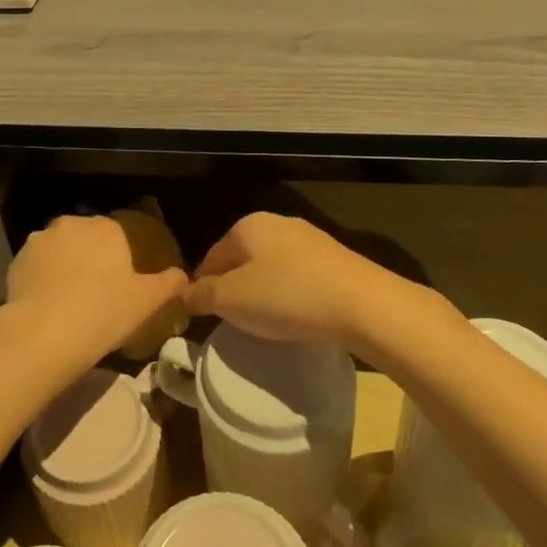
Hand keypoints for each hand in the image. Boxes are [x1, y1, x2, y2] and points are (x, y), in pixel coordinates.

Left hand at [0, 215, 189, 376]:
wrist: (42, 335)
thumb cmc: (103, 312)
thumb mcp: (147, 301)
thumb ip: (169, 283)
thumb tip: (183, 276)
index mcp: (106, 227)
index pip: (120, 234)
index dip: (122, 259)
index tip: (123, 284)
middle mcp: (72, 224)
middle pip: (87, 239)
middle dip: (92, 259)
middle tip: (99, 294)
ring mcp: (40, 241)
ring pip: (60, 251)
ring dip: (66, 267)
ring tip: (70, 302)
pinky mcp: (16, 262)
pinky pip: (37, 268)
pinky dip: (43, 281)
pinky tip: (49, 307)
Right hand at [183, 212, 434, 354]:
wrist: (362, 303)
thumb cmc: (286, 296)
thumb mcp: (231, 300)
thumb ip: (202, 295)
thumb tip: (184, 294)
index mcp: (247, 226)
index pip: (212, 256)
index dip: (202, 286)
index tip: (201, 316)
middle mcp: (277, 223)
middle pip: (242, 259)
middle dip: (233, 287)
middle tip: (231, 321)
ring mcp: (310, 239)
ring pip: (272, 267)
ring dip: (263, 291)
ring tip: (263, 323)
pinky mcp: (335, 259)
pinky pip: (299, 277)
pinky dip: (290, 295)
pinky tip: (295, 316)